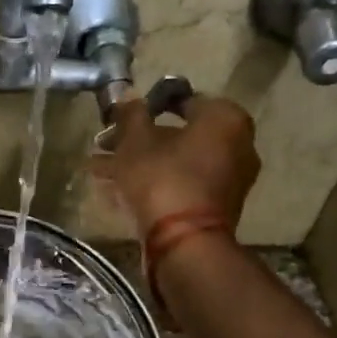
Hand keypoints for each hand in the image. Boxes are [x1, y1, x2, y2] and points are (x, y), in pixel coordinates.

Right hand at [91, 92, 260, 235]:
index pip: (184, 100)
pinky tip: (116, 191)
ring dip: (139, 164)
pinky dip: (152, 185)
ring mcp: (228, 180)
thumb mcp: (136, 141)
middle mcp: (236, 145)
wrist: (184, 243)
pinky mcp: (215, 209)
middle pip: (178, 136)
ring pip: (175, 164)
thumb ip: (131, 115)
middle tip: (105, 144)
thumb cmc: (162, 178)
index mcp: (225, 119)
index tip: (122, 117)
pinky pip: (180, 186)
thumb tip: (126, 94)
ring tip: (99, 171)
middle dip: (138, 141)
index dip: (148, 107)